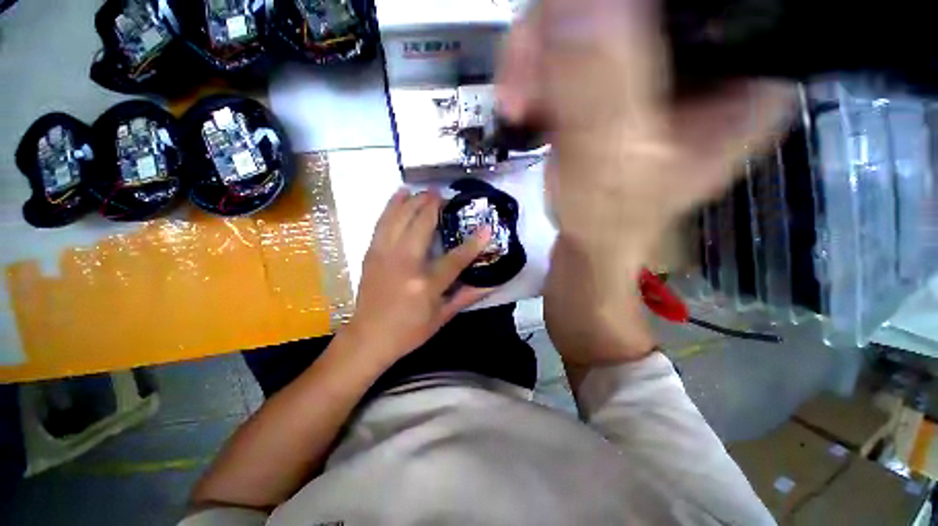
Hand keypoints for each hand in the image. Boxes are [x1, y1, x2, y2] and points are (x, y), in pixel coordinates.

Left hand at [344, 189, 492, 363]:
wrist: (368, 337)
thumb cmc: (409, 331)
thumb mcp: (442, 317)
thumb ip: (467, 296)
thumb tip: (491, 284)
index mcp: (425, 285)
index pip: (455, 259)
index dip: (474, 243)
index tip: (487, 227)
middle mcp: (404, 264)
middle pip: (422, 225)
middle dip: (435, 206)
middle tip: (446, 196)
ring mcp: (384, 255)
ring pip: (400, 218)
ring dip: (414, 200)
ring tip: (426, 190)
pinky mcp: (371, 253)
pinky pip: (382, 222)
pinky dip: (391, 204)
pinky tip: (400, 193)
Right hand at [497, 0, 794, 368]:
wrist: (590, 247)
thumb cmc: (608, 224)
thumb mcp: (608, 165)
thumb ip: (598, 89)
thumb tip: (570, 1)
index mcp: (744, 74)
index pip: (698, 0)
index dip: (624, 9)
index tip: (566, 33)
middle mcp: (711, 58)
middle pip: (636, 2)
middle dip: (563, 32)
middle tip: (527, 85)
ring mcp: (660, 67)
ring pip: (595, 16)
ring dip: (543, 54)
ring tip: (522, 103)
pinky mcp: (622, 81)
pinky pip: (575, 44)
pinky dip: (542, 68)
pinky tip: (531, 103)